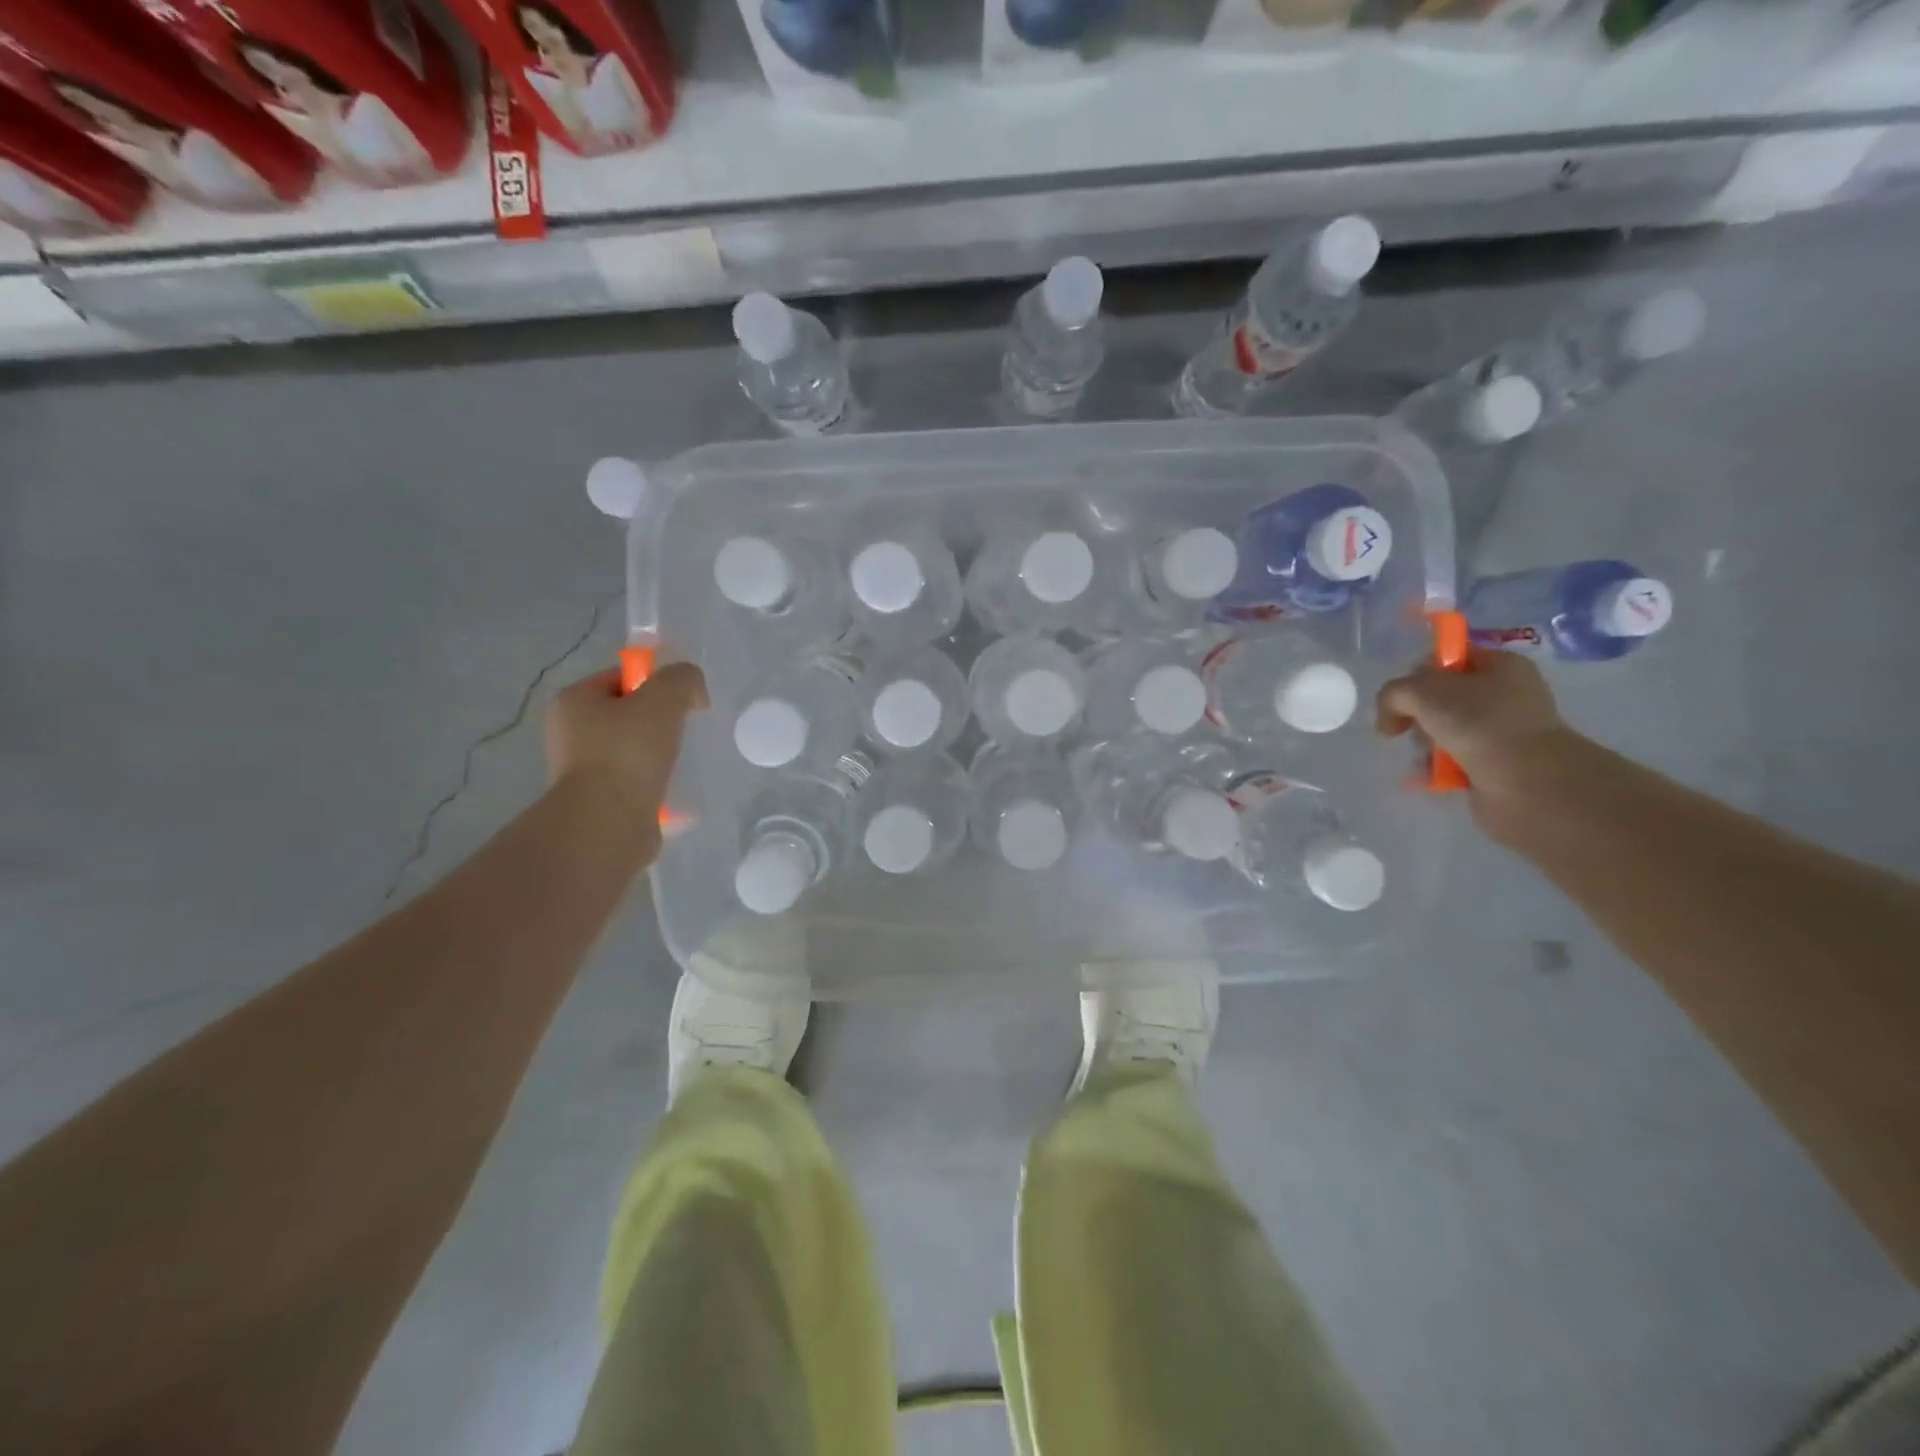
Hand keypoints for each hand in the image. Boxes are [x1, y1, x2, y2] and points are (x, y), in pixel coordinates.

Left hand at [544, 662, 707, 821]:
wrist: (608, 822)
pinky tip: (670, 791)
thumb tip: (694, 693)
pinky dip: (653, 785)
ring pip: (630, 751)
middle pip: (626, 715)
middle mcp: (568, 734)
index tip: (682, 703)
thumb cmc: (629, 751)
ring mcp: (579, 771)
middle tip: (683, 733)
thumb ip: (683, 679)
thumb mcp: (664, 698)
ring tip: (677, 765)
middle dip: (658, 722)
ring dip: (656, 756)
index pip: (620, 678)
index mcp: (573, 702)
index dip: (655, 684)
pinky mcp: (596, 802)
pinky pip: (632, 783)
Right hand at [1377, 650, 1582, 835]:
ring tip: (1427, 758)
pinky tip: (1431, 775)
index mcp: (1502, 665)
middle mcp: (1508, 694)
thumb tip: (1390, 718)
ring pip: (1445, 730)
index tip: (1404, 695)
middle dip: (1419, 715)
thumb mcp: (1420, 691)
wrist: (1525, 781)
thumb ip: (1393, 694)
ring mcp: (1505, 731)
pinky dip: (1438, 768)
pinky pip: (1454, 759)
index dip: (1420, 672)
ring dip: (1426, 744)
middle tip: (1413, 728)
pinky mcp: (1498, 764)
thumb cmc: (1478, 722)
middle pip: (1443, 696)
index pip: (1450, 657)